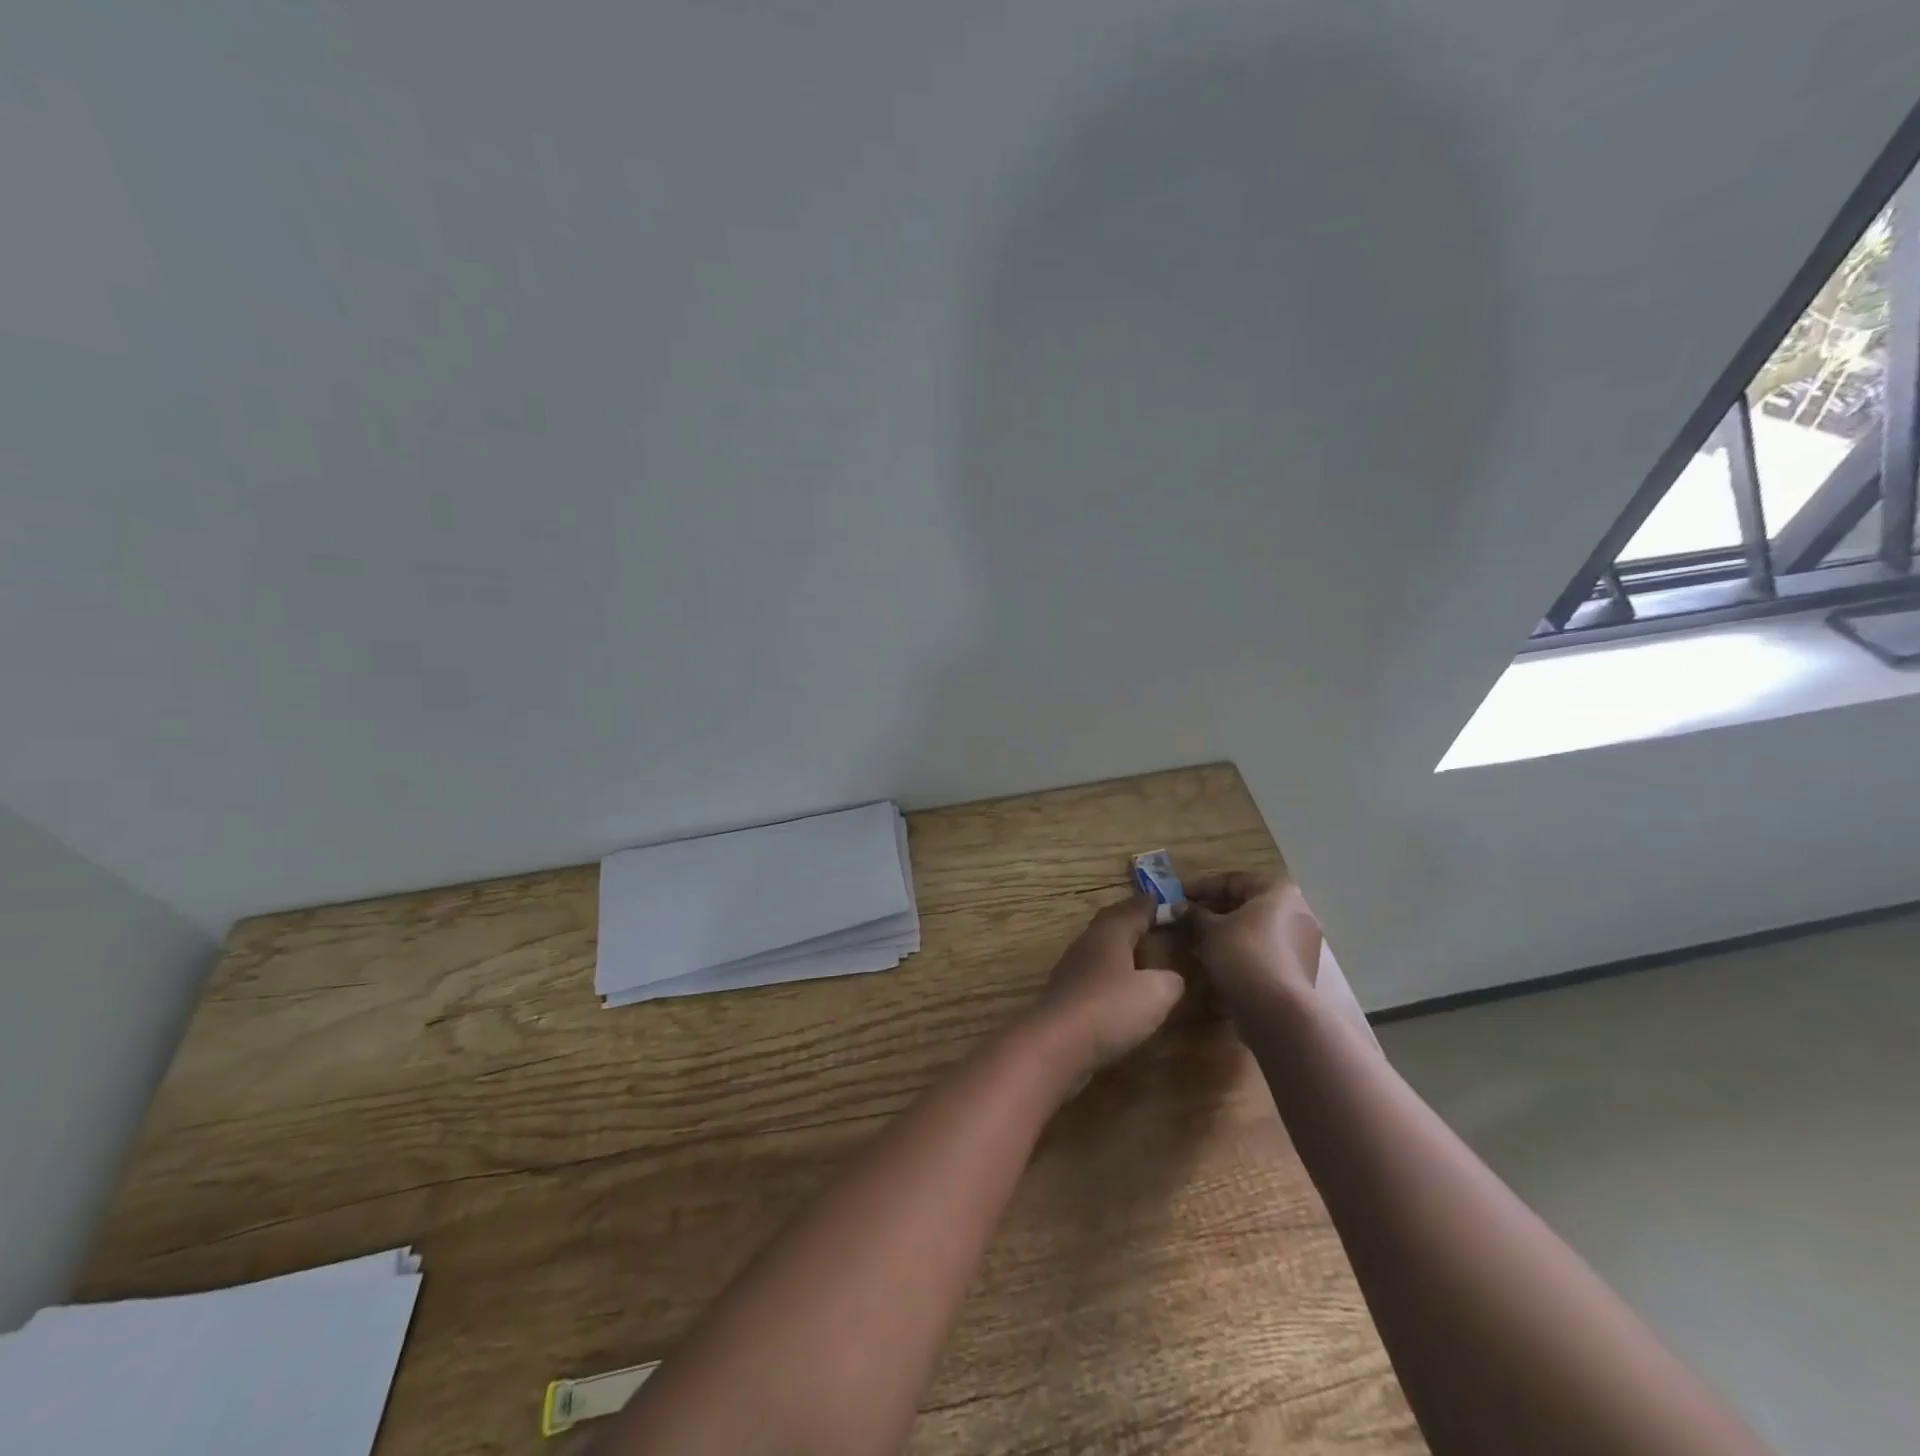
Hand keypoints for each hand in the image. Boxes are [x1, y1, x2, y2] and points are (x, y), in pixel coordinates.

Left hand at [1028, 894, 1185, 1078]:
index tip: (1170, 903)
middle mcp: (1088, 943)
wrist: (1057, 1043)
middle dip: (1132, 921)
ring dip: (1120, 948)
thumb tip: (1172, 978)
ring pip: (1100, 948)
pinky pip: (1094, 973)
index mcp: (1110, 932)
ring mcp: (1072, 968)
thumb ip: (1170, 981)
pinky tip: (1120, 988)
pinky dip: (1110, 974)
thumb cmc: (1110, 1008)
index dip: (1153, 906)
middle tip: (1154, 922)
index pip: (1134, 909)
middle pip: (1111, 924)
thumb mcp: (1156, 993)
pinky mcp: (1066, 994)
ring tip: (1141, 955)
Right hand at [1183, 872, 1321, 1011]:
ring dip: (1228, 931)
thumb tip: (1178, 906)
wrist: (1277, 1011)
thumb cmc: (1242, 955)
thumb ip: (1194, 914)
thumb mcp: (1210, 930)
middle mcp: (1298, 911)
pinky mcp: (1301, 968)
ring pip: (1257, 928)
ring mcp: (1304, 941)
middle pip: (1248, 904)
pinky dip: (1243, 949)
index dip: (1202, 888)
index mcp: (1279, 892)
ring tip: (1200, 940)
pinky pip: (1266, 949)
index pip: (1233, 881)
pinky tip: (1220, 960)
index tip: (1179, 896)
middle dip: (1215, 910)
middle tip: (1188, 918)